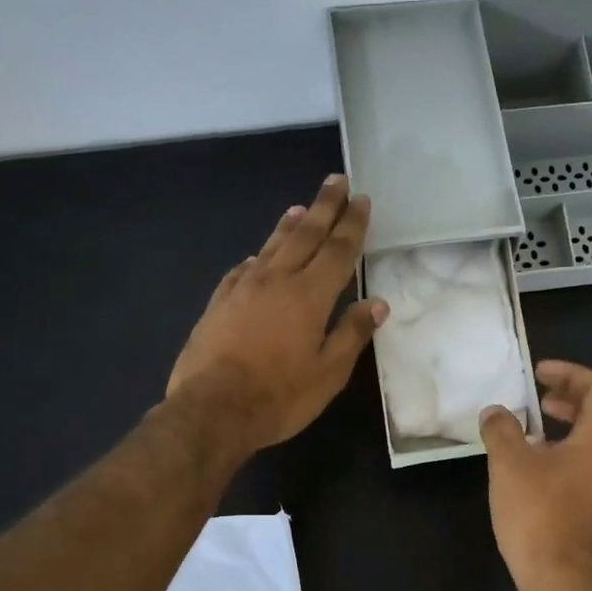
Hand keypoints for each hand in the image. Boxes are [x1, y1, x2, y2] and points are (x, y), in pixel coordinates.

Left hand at [167, 173, 386, 453]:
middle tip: (336, 181)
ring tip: (300, 207)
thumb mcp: (329, 373)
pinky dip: (257, 258)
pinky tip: (256, 257)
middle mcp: (277, 281)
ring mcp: (243, 289)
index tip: (361, 199)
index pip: (338, 250)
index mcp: (310, 296)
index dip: (352, 224)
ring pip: (271, 247)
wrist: (212, 409)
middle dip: (324, 207)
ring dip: (289, 225)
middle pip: (305, 235)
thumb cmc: (280, 396)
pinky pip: (242, 270)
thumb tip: (378, 304)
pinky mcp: (219, 303)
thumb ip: (352, 334)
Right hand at [479, 360, 591, 590]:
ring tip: (533, 434)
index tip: (539, 375)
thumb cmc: (540, 514)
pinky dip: (569, 456)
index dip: (572, 374)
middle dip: (575, 400)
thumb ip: (501, 430)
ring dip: (571, 429)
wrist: (564, 580)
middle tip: (543, 401)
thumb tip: (495, 412)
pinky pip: (591, 468)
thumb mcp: (509, 464)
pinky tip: (535, 471)